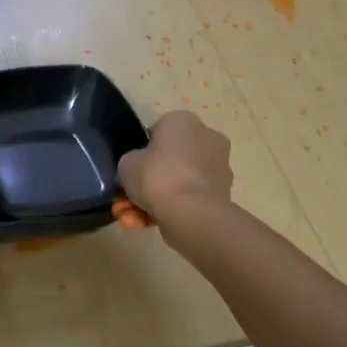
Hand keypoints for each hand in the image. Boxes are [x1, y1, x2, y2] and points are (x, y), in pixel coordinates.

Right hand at [118, 111, 233, 230]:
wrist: (191, 213)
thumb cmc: (157, 176)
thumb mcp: (126, 163)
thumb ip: (131, 161)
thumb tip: (139, 168)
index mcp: (183, 121)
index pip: (158, 132)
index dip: (141, 152)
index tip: (131, 170)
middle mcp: (206, 138)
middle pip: (169, 160)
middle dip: (148, 182)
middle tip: (126, 200)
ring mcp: (217, 168)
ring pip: (177, 183)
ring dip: (154, 200)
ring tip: (132, 219)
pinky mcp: (221, 194)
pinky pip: (188, 199)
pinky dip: (169, 211)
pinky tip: (146, 225)